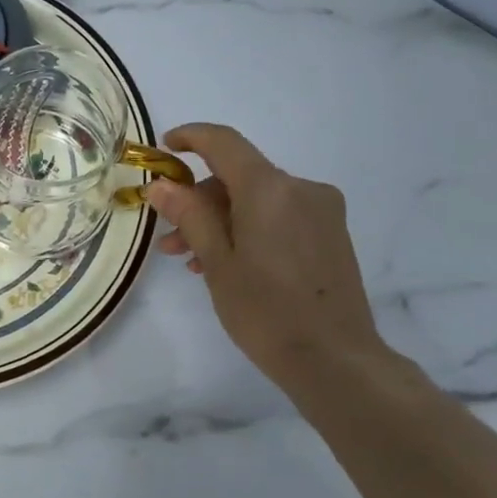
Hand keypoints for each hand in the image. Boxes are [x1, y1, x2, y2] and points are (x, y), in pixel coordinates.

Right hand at [145, 124, 388, 392]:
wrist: (334, 359)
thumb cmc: (265, 312)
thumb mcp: (218, 262)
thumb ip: (190, 216)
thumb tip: (162, 184)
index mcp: (270, 189)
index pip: (224, 143)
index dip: (190, 138)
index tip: (163, 148)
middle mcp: (301, 188)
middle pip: (240, 176)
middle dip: (199, 199)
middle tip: (169, 238)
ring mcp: (321, 211)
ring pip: (258, 200)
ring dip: (221, 220)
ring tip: (193, 261)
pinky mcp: (331, 234)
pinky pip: (279, 216)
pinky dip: (249, 229)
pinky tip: (229, 264)